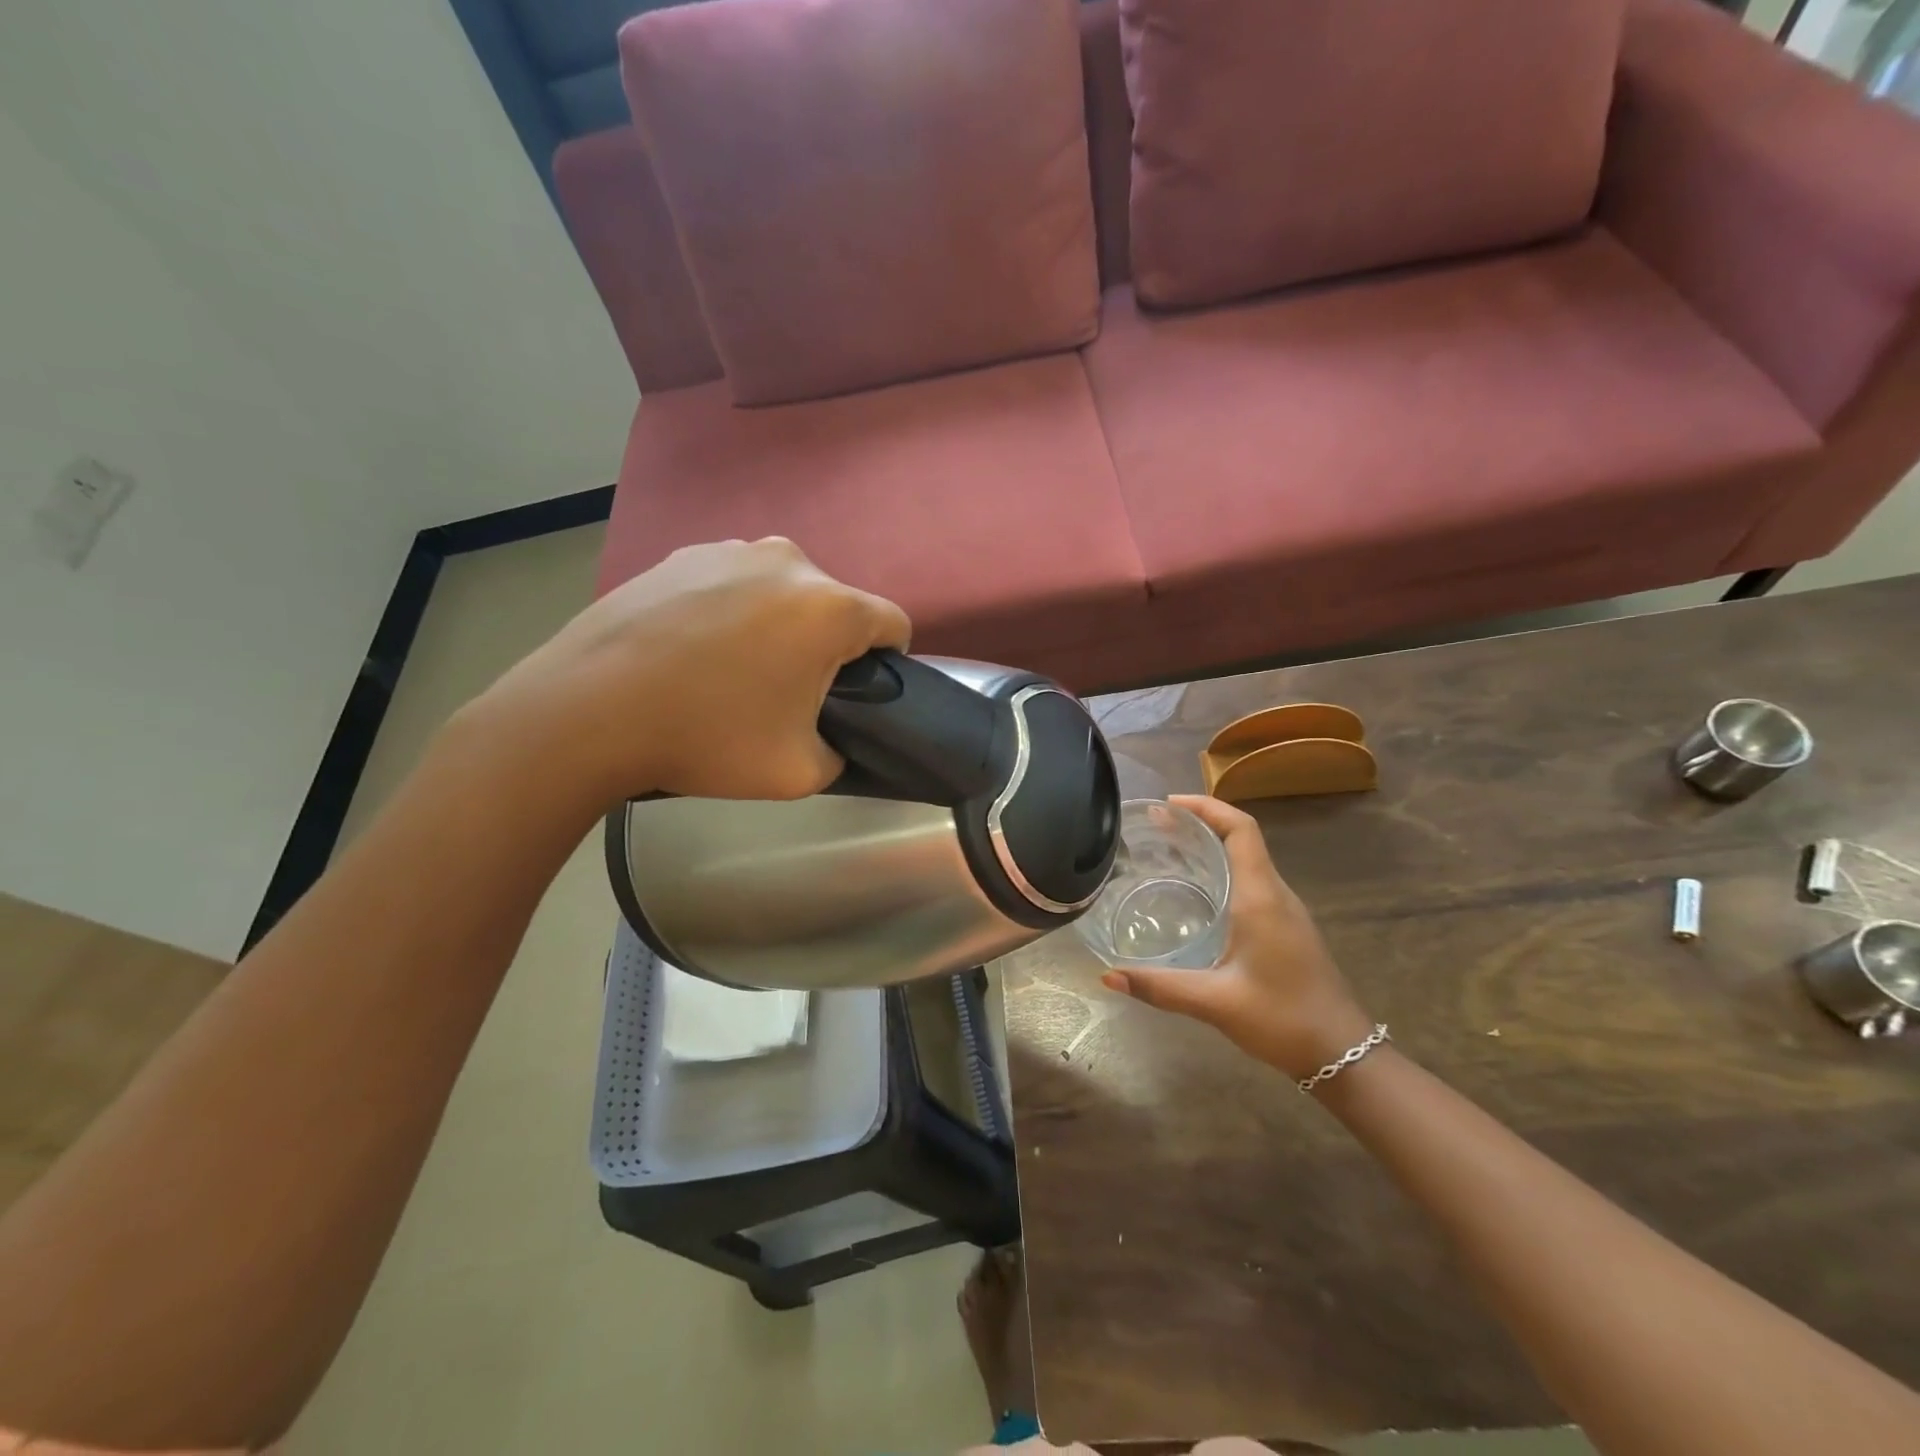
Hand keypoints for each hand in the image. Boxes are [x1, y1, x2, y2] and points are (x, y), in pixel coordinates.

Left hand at [459, 537, 909, 807]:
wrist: (588, 710)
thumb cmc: (706, 737)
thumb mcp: (798, 772)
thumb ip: (840, 752)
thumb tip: (832, 735)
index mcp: (829, 608)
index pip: (893, 624)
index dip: (889, 662)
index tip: (859, 693)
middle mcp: (788, 562)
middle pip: (835, 605)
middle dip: (827, 645)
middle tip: (787, 693)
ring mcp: (730, 550)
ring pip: (783, 591)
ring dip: (778, 624)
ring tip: (733, 669)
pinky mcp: (682, 554)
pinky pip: (733, 583)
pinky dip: (731, 611)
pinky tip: (692, 650)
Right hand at [1101, 795, 1374, 1081]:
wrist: (1345, 1054)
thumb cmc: (1284, 1018)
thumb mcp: (1215, 1002)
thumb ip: (1160, 987)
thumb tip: (1107, 977)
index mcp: (1261, 897)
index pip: (1240, 830)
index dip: (1206, 807)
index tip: (1168, 805)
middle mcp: (1275, 894)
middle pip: (1241, 838)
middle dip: (1200, 823)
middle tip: (1154, 826)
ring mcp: (1285, 911)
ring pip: (1247, 860)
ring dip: (1211, 846)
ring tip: (1167, 851)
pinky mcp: (1286, 928)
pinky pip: (1252, 882)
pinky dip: (1221, 871)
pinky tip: (1195, 894)